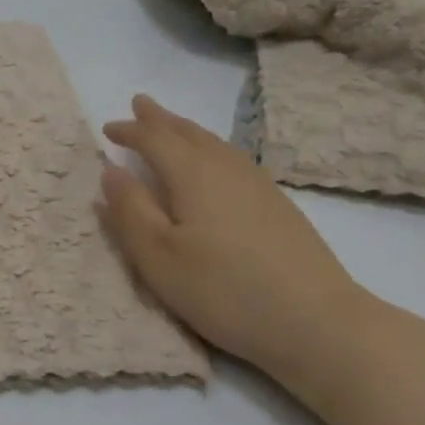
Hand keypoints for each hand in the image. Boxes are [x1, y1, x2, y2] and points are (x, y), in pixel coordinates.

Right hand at [98, 94, 424, 424]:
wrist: (316, 322)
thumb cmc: (223, 290)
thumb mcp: (158, 257)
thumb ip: (129, 211)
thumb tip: (111, 171)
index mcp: (193, 176)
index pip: (155, 140)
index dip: (130, 131)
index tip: (107, 129)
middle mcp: (226, 170)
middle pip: (189, 134)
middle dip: (161, 120)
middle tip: (140, 103)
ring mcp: (258, 186)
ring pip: (216, 145)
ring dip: (188, 131)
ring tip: (172, 126)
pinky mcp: (278, 207)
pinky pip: (234, 159)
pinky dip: (212, 150)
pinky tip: (216, 163)